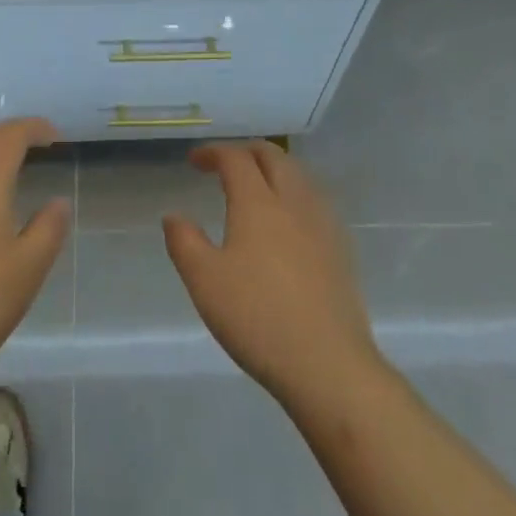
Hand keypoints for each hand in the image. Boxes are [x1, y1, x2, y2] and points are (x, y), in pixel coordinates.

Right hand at [163, 141, 381, 407]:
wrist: (328, 364)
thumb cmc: (258, 318)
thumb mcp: (205, 282)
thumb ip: (185, 242)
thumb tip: (174, 216)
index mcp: (257, 202)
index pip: (235, 158)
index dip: (213, 152)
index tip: (194, 161)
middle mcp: (292, 201)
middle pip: (272, 156)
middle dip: (246, 151)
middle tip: (226, 165)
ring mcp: (322, 223)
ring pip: (298, 175)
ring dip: (274, 169)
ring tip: (257, 187)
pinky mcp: (341, 248)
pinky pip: (315, 201)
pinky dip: (295, 193)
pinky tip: (289, 221)